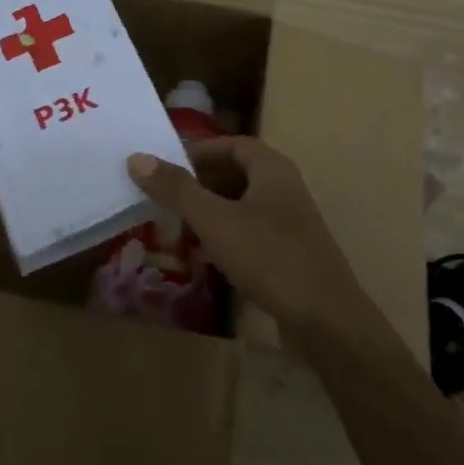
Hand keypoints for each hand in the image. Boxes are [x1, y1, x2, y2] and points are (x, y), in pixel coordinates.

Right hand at [126, 138, 373, 337]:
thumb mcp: (215, 221)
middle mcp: (285, 188)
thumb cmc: (269, 257)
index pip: (233, 144)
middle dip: (202, 181)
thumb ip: (177, 189)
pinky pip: (253, 231)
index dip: (200, 150)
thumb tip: (137, 157)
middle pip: (238, 172)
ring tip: (180, 223)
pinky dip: (228, 234)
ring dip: (213, 209)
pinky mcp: (292, 253)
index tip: (167, 164)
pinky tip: (209, 254)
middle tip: (167, 195)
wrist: (326, 319)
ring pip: (244, 204)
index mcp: (272, 169)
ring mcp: (292, 222)